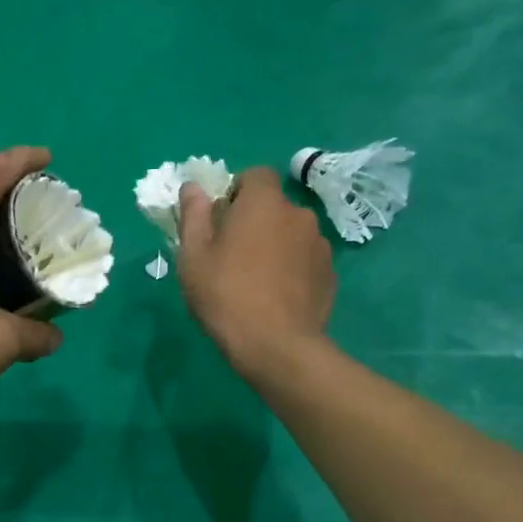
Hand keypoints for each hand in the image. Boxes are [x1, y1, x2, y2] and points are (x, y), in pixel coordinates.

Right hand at [177, 166, 335, 373]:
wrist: (276, 346)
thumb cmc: (225, 295)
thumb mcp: (193, 257)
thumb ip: (193, 215)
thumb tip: (193, 187)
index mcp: (263, 203)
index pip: (254, 175)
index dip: (235, 192)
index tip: (219, 221)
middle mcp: (298, 215)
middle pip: (272, 207)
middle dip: (254, 222)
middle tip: (230, 256)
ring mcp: (320, 245)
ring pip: (290, 235)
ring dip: (274, 246)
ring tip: (255, 281)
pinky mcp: (329, 275)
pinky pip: (304, 261)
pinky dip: (290, 270)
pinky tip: (275, 298)